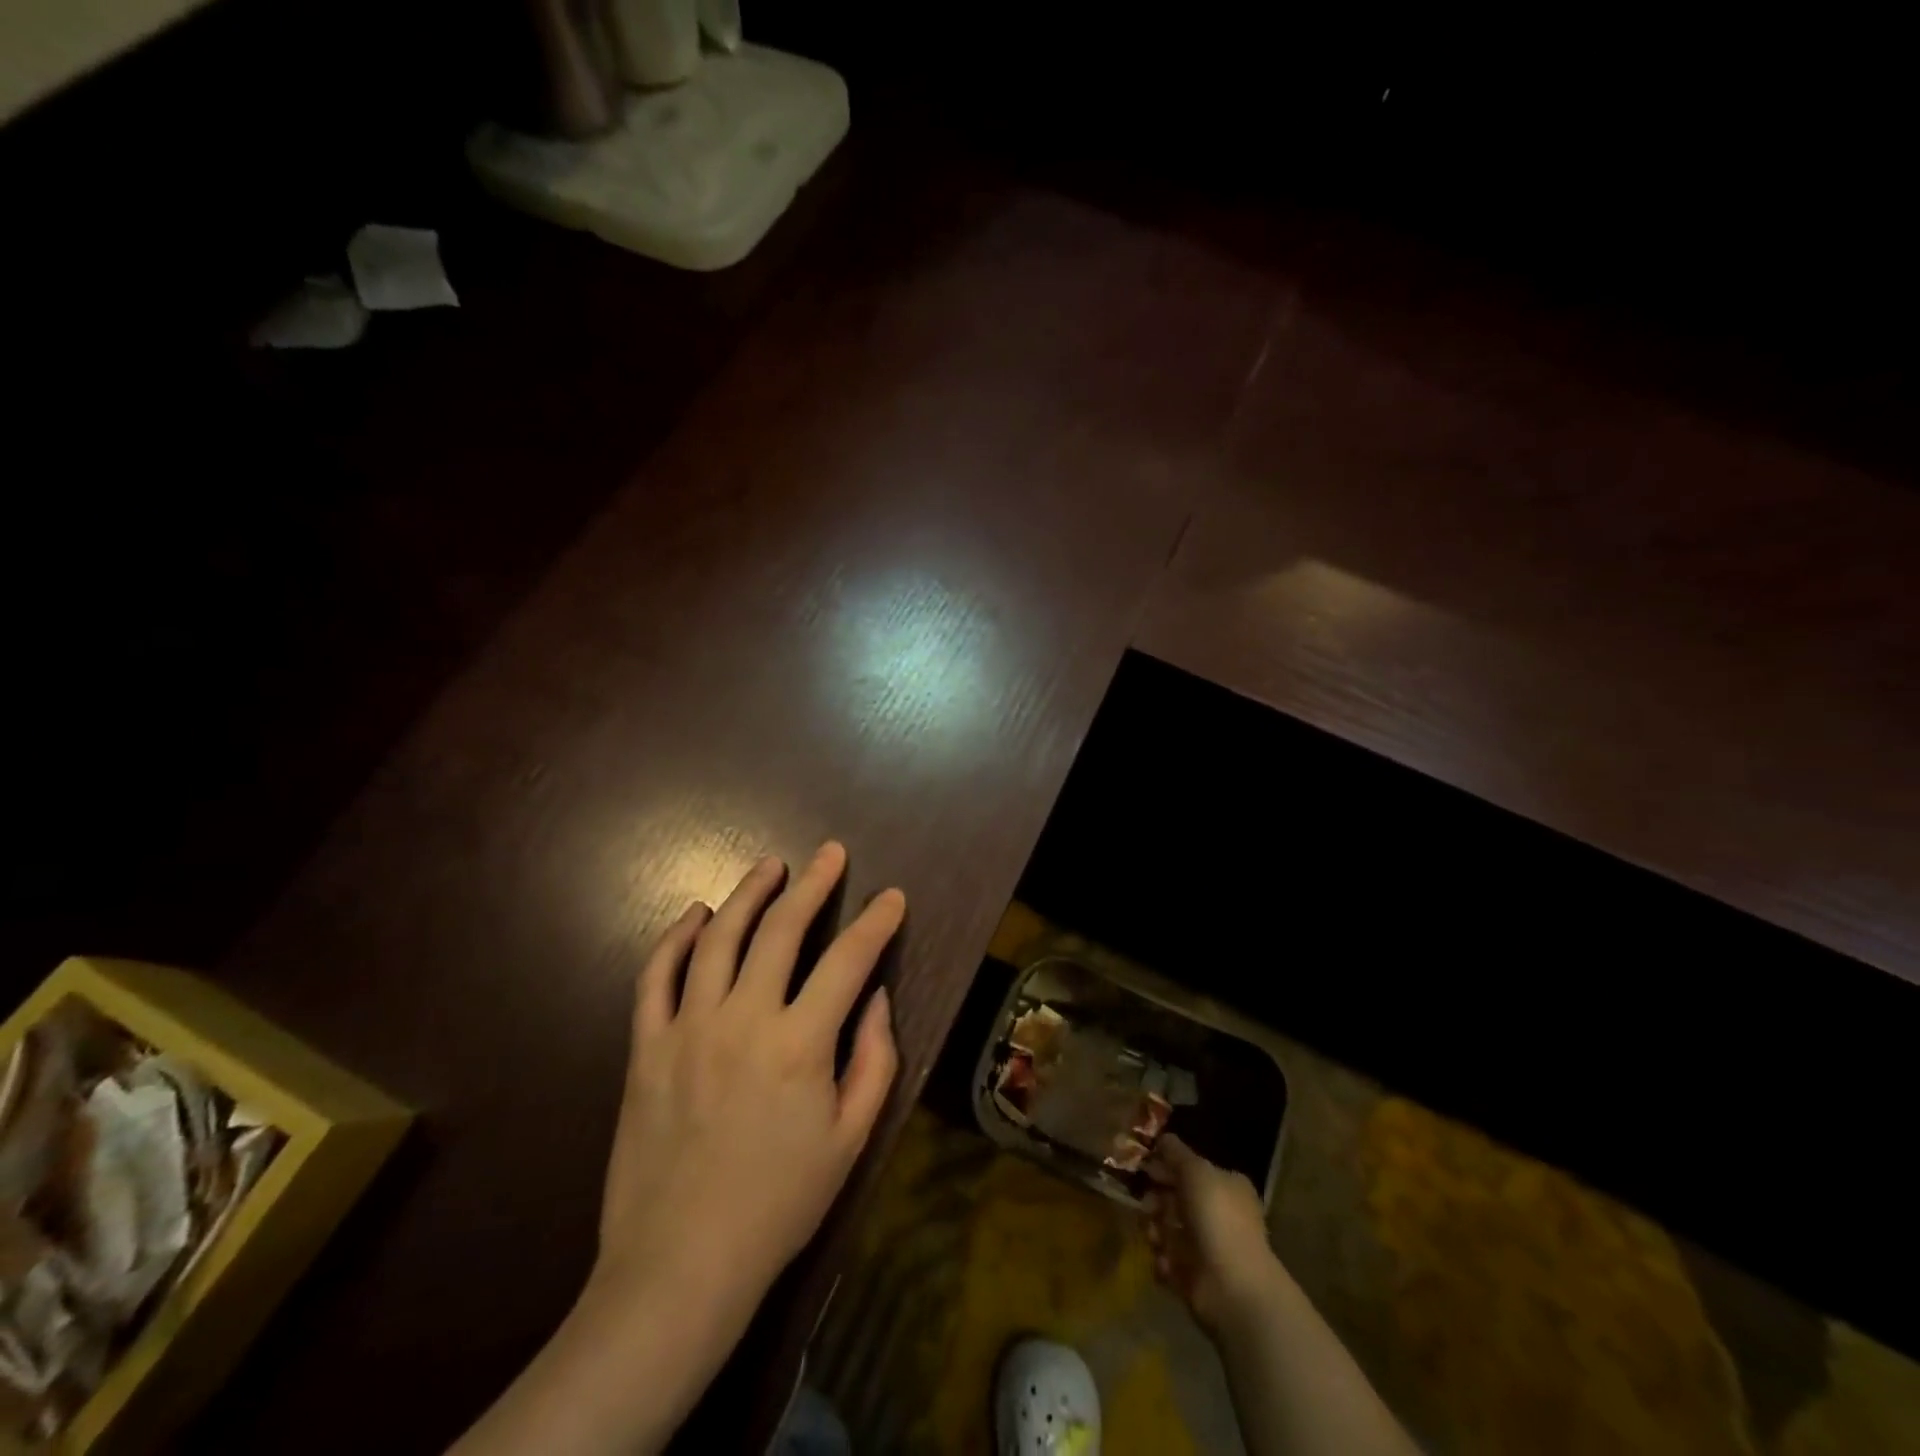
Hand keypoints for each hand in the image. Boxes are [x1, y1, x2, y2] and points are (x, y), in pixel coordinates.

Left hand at [592, 841, 902, 1320]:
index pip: (848, 961)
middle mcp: (743, 1019)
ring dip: (747, 894)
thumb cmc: (779, 1204)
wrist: (680, 1265)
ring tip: (769, 867)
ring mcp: (688, 1028)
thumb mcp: (851, 1138)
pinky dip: (675, 938)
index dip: (876, 923)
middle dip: (813, 885)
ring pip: (718, 938)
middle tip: (830, 853)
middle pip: (781, 931)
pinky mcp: (645, 1047)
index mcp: (799, 1044)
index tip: (892, 896)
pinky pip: (656, 977)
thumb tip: (875, 997)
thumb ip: (873, 1059)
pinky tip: (694, 915)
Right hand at [1142, 1135, 1284, 1336]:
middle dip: (1156, 1199)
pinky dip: (1162, 1258)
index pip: (1192, 1169)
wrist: (1233, 1287)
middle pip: (1177, 1198)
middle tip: (1146, 1204)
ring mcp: (1207, 1247)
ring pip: (1168, 1227)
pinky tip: (1166, 1260)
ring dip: (1155, 1228)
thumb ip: (1176, 1153)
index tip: (1146, 1167)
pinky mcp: (1194, 1276)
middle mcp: (1219, 1214)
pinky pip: (1168, 1258)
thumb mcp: (1195, 1171)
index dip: (1168, 1166)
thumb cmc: (1218, 1218)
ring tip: (1154, 1235)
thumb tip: (1163, 1138)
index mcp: (1227, 1187)